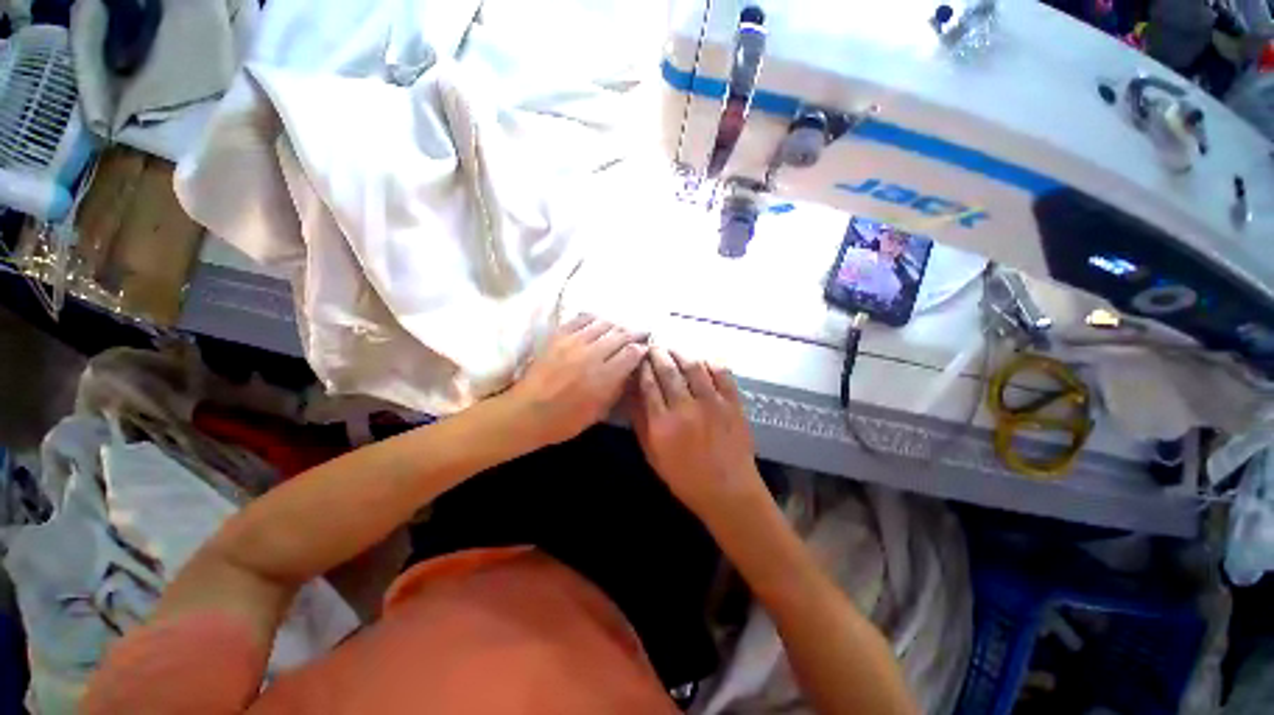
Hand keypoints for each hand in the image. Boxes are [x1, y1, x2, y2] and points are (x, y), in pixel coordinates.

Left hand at [508, 315, 648, 445]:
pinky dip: (594, 319)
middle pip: (621, 334)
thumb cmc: (565, 420)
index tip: (646, 349)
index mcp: (604, 377)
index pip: (632, 352)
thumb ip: (617, 389)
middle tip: (641, 334)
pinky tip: (598, 323)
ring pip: (604, 324)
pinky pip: (581, 319)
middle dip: (635, 333)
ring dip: (616, 326)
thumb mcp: (599, 412)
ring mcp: (574, 342)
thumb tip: (630, 371)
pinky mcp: (558, 336)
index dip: (642, 348)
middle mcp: (592, 355)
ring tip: (620, 330)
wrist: (526, 412)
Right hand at [629, 347, 765, 521]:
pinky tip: (702, 361)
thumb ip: (641, 422)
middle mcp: (686, 407)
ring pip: (694, 366)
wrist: (728, 490)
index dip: (643, 366)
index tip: (640, 357)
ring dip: (681, 354)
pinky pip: (721, 373)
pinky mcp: (733, 402)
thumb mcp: (653, 454)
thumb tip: (632, 394)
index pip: (649, 384)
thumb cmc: (685, 477)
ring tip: (674, 350)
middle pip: (669, 370)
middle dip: (659, 354)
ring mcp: (712, 402)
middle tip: (654, 347)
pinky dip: (710, 362)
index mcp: (663, 422)